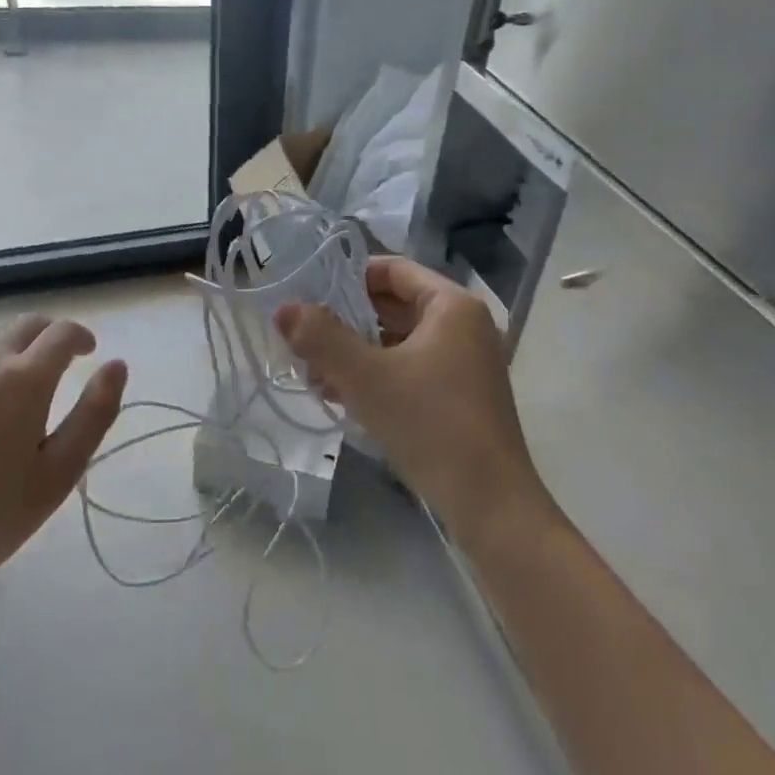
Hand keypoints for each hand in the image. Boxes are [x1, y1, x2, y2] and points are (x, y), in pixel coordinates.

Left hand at [0, 315, 125, 605]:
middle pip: (26, 324)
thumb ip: (95, 413)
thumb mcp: (58, 474)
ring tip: (13, 382)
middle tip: (58, 364)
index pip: (62, 333)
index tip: (88, 352)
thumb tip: (117, 365)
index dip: (81, 337)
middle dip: (49, 336)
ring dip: (11, 347)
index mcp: (24, 379)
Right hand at [275, 257, 553, 550]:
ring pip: (398, 341)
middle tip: (303, 337)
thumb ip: (321, 338)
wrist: (491, 505)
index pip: (393, 269)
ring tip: (313, 373)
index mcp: (452, 306)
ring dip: (356, 352)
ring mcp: (464, 363)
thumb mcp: (366, 377)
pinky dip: (376, 375)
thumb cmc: (430, 424)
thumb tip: (283, 309)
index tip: (309, 294)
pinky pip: (409, 368)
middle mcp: (463, 326)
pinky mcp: (459, 396)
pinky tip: (340, 396)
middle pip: (394, 305)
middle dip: (346, 321)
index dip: (349, 277)